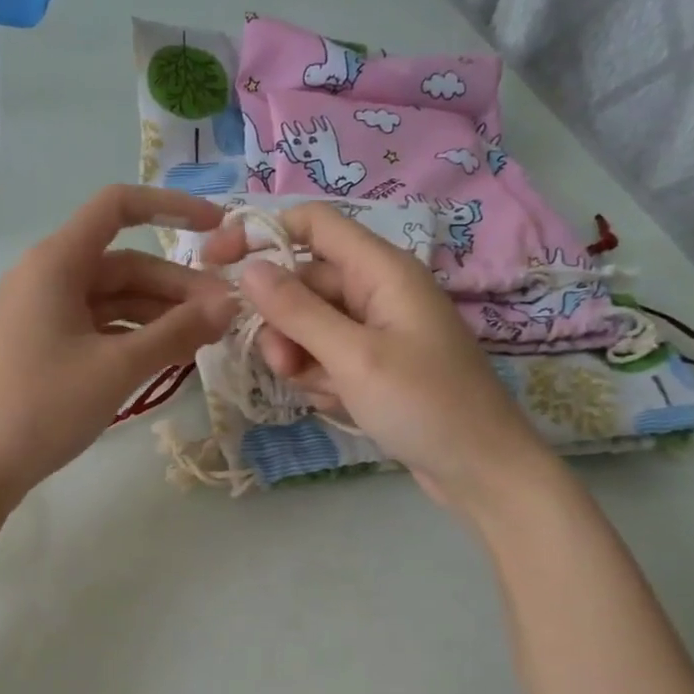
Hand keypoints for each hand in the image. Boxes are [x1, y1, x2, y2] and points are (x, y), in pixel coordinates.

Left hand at [0, 186, 239, 501]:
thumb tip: (229, 305)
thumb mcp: (117, 367)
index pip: (117, 207)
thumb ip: (176, 332)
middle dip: (176, 286)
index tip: (218, 230)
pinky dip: (133, 336)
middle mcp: (46, 277)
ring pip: (113, 300)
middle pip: (123, 264)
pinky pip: (97, 327)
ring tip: (205, 340)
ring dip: (159, 315)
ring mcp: (42, 314)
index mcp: (55, 263)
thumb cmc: (44, 407)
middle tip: (225, 316)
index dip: (172, 208)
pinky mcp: (42, 346)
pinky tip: (167, 357)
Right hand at [200, 202, 551, 508]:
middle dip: (282, 324)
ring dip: (300, 359)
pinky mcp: (372, 366)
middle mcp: (377, 291)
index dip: (261, 233)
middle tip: (284, 367)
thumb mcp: (354, 357)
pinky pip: (325, 358)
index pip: (312, 224)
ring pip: (308, 327)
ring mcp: (375, 331)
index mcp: (382, 270)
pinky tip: (340, 406)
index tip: (214, 261)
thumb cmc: (424, 405)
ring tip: (321, 393)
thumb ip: (298, 311)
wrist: (479, 469)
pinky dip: (321, 381)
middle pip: (303, 284)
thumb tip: (249, 268)